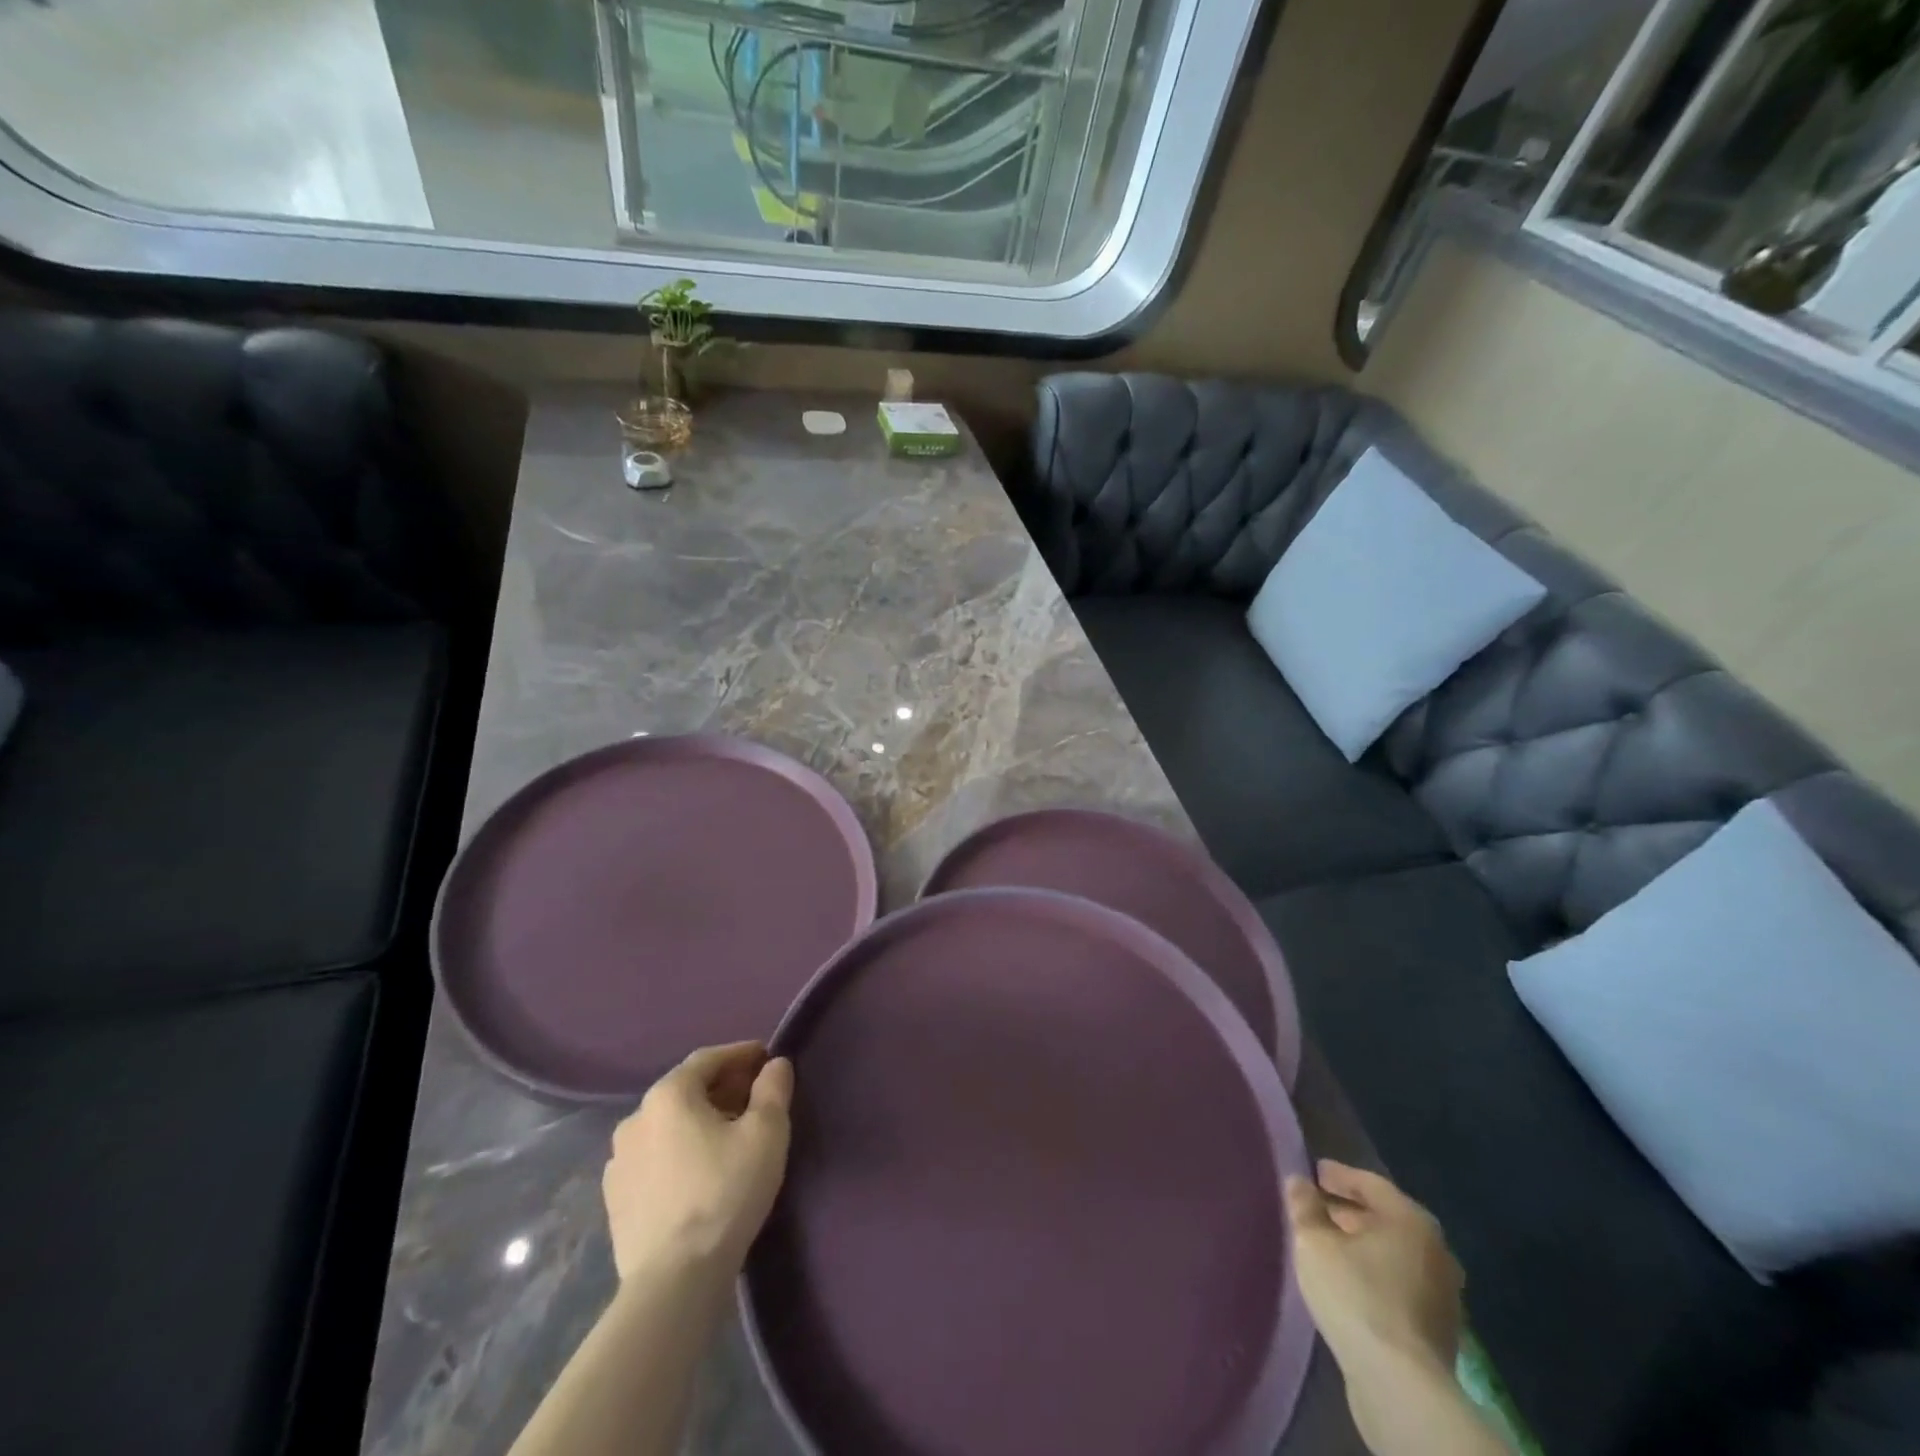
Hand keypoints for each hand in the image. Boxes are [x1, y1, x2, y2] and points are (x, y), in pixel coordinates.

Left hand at [603, 1042, 793, 1281]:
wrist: (674, 1280)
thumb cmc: (725, 1192)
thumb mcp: (766, 1132)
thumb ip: (773, 1089)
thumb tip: (775, 1065)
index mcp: (668, 1095)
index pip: (708, 1058)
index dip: (741, 1054)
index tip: (766, 1058)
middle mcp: (635, 1118)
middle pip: (686, 1090)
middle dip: (722, 1087)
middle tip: (754, 1097)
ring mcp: (618, 1162)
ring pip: (668, 1126)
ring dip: (698, 1121)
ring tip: (729, 1136)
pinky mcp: (615, 1200)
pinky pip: (654, 1158)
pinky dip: (679, 1152)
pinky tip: (699, 1171)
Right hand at [1286, 1160, 1463, 1377]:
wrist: (1401, 1385)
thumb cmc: (1356, 1295)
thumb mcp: (1314, 1242)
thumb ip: (1304, 1206)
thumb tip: (1299, 1182)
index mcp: (1410, 1220)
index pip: (1370, 1183)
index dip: (1339, 1175)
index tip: (1313, 1172)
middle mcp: (1436, 1250)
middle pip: (1386, 1218)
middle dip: (1350, 1211)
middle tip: (1317, 1208)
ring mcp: (1443, 1293)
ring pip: (1394, 1253)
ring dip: (1363, 1245)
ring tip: (1328, 1245)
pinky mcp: (1439, 1329)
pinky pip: (1401, 1283)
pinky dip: (1376, 1273)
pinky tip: (1350, 1282)